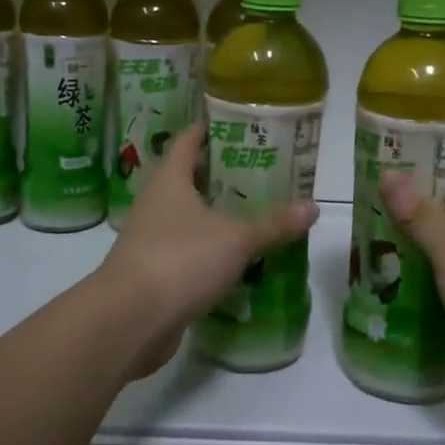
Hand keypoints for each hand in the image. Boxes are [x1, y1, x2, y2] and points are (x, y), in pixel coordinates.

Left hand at [97, 123, 318, 376]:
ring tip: (254, 210)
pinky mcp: (153, 270)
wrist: (130, 320)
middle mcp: (155, 202)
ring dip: (215, 212)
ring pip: (187, 214)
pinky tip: (234, 256)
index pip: (189, 140)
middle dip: (222, 173)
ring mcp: (151, 237)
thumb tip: (314, 206)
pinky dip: (207, 247)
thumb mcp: (237, 239)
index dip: (212, 129)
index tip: (240, 125)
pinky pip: (185, 248)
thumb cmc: (181, 259)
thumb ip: (274, 224)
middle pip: (189, 177)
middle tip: (261, 170)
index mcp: (170, 179)